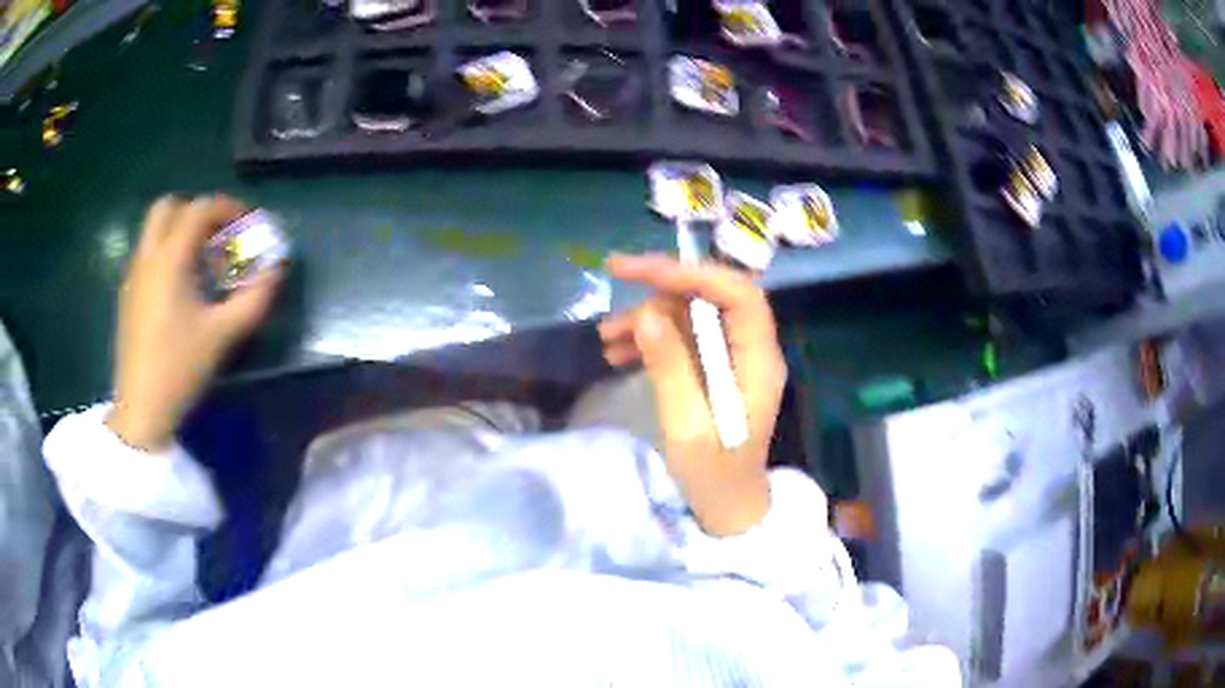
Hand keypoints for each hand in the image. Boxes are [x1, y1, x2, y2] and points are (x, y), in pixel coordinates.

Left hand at [107, 195, 281, 451]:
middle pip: (169, 207)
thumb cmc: (180, 367)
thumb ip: (254, 298)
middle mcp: (148, 256)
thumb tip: (277, 269)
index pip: (200, 208)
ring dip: (179, 230)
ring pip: (155, 229)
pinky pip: (148, 253)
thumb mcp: (223, 335)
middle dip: (196, 212)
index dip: (228, 208)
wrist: (141, 408)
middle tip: (216, 235)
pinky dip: (166, 251)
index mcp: (170, 258)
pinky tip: (180, 286)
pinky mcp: (128, 294)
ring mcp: (133, 274)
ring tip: (200, 261)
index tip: (248, 224)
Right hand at [600, 254, 786, 536]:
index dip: (691, 273)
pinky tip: (619, 354)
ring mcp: (734, 360)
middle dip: (661, 290)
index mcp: (759, 361)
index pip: (737, 294)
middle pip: (712, 298)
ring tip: (606, 339)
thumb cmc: (714, 476)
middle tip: (613, 294)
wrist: (728, 509)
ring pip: (693, 316)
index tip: (638, 272)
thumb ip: (670, 368)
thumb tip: (646, 314)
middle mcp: (752, 351)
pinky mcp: (716, 371)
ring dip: (650, 318)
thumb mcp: (687, 426)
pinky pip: (685, 339)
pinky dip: (652, 339)